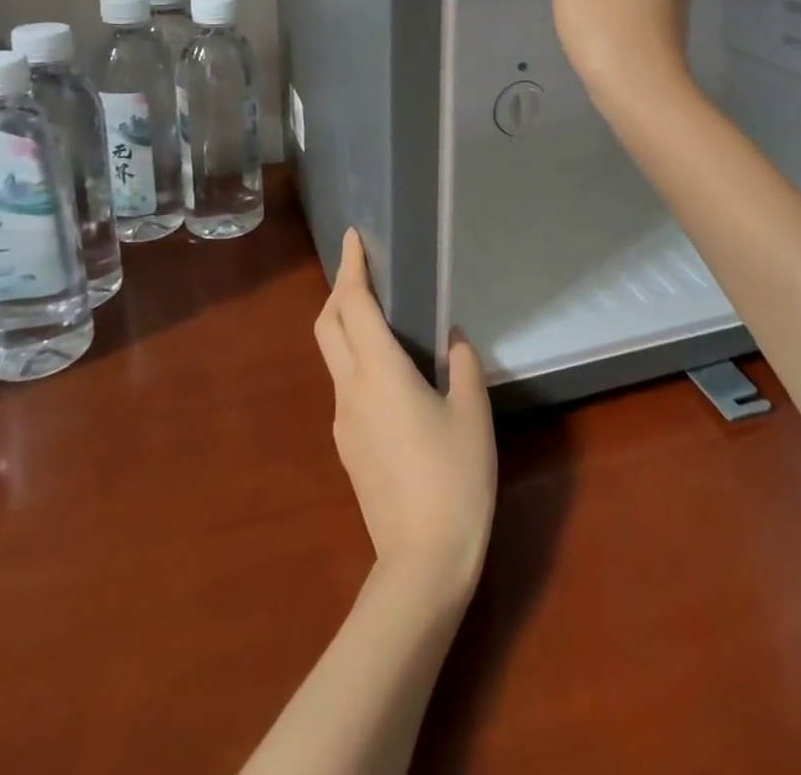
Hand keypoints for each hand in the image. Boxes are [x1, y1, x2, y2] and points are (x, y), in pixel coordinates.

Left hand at [314, 230, 496, 602]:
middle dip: (339, 290)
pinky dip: (357, 360)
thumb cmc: (454, 477)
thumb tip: (452, 339)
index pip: (353, 305)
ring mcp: (343, 421)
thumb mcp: (472, 413)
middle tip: (364, 271)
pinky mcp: (347, 447)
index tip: (353, 238)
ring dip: (346, 326)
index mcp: (380, 372)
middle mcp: (351, 389)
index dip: (352, 267)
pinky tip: (391, 374)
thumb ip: (462, 365)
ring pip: (333, 356)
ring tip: (382, 317)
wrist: (422, 562)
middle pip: (328, 326)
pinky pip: (346, 386)